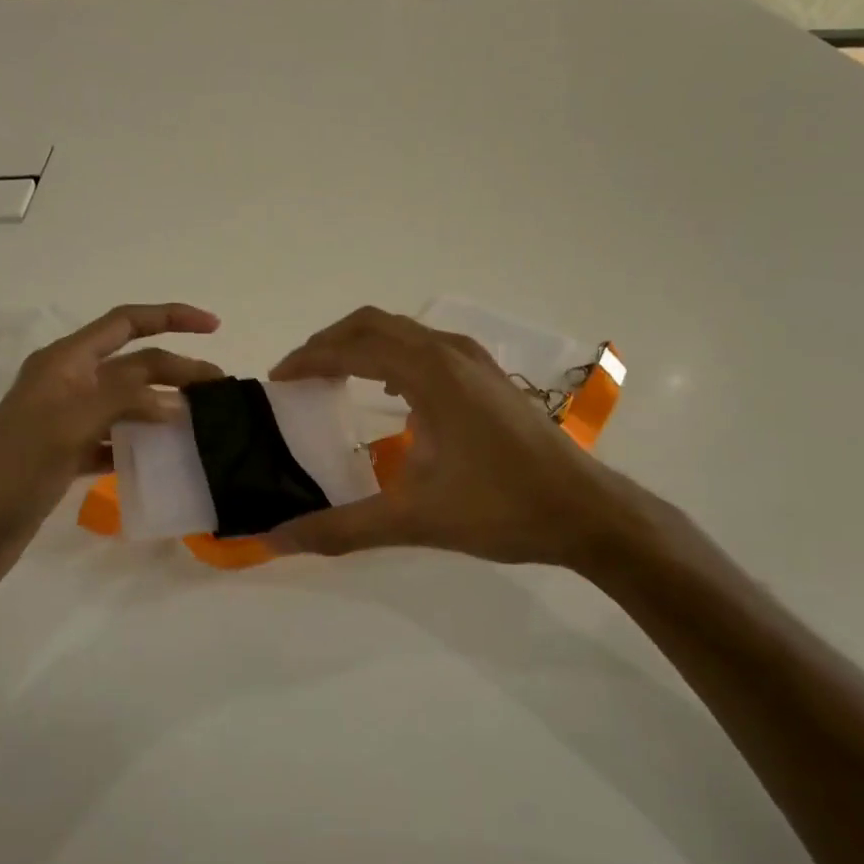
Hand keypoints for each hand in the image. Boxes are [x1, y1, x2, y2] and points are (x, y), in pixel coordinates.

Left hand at [0, 303, 221, 591]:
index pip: (125, 323)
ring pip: (126, 401)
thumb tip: (177, 401)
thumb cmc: (15, 468)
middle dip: (176, 368)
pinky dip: (140, 440)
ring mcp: (66, 420)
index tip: (214, 327)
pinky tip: (164, 454)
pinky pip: (114, 437)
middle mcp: (67, 383)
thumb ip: (126, 400)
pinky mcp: (66, 454)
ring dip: (162, 404)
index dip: (171, 317)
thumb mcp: (71, 422)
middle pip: (133, 363)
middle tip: (220, 389)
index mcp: (64, 361)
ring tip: (201, 420)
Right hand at [266, 307, 658, 569]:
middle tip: (299, 375)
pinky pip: (426, 348)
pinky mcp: (489, 378)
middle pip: (373, 324)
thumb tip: (276, 539)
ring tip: (334, 378)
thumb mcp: (414, 520)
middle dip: (329, 343)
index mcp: (429, 373)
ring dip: (362, 346)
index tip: (277, 380)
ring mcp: (475, 362)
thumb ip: (341, 528)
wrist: (587, 512)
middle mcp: (450, 353)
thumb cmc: (502, 508)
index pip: (351, 348)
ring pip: (403, 332)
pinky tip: (391, 395)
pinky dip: (393, 356)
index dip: (308, 359)